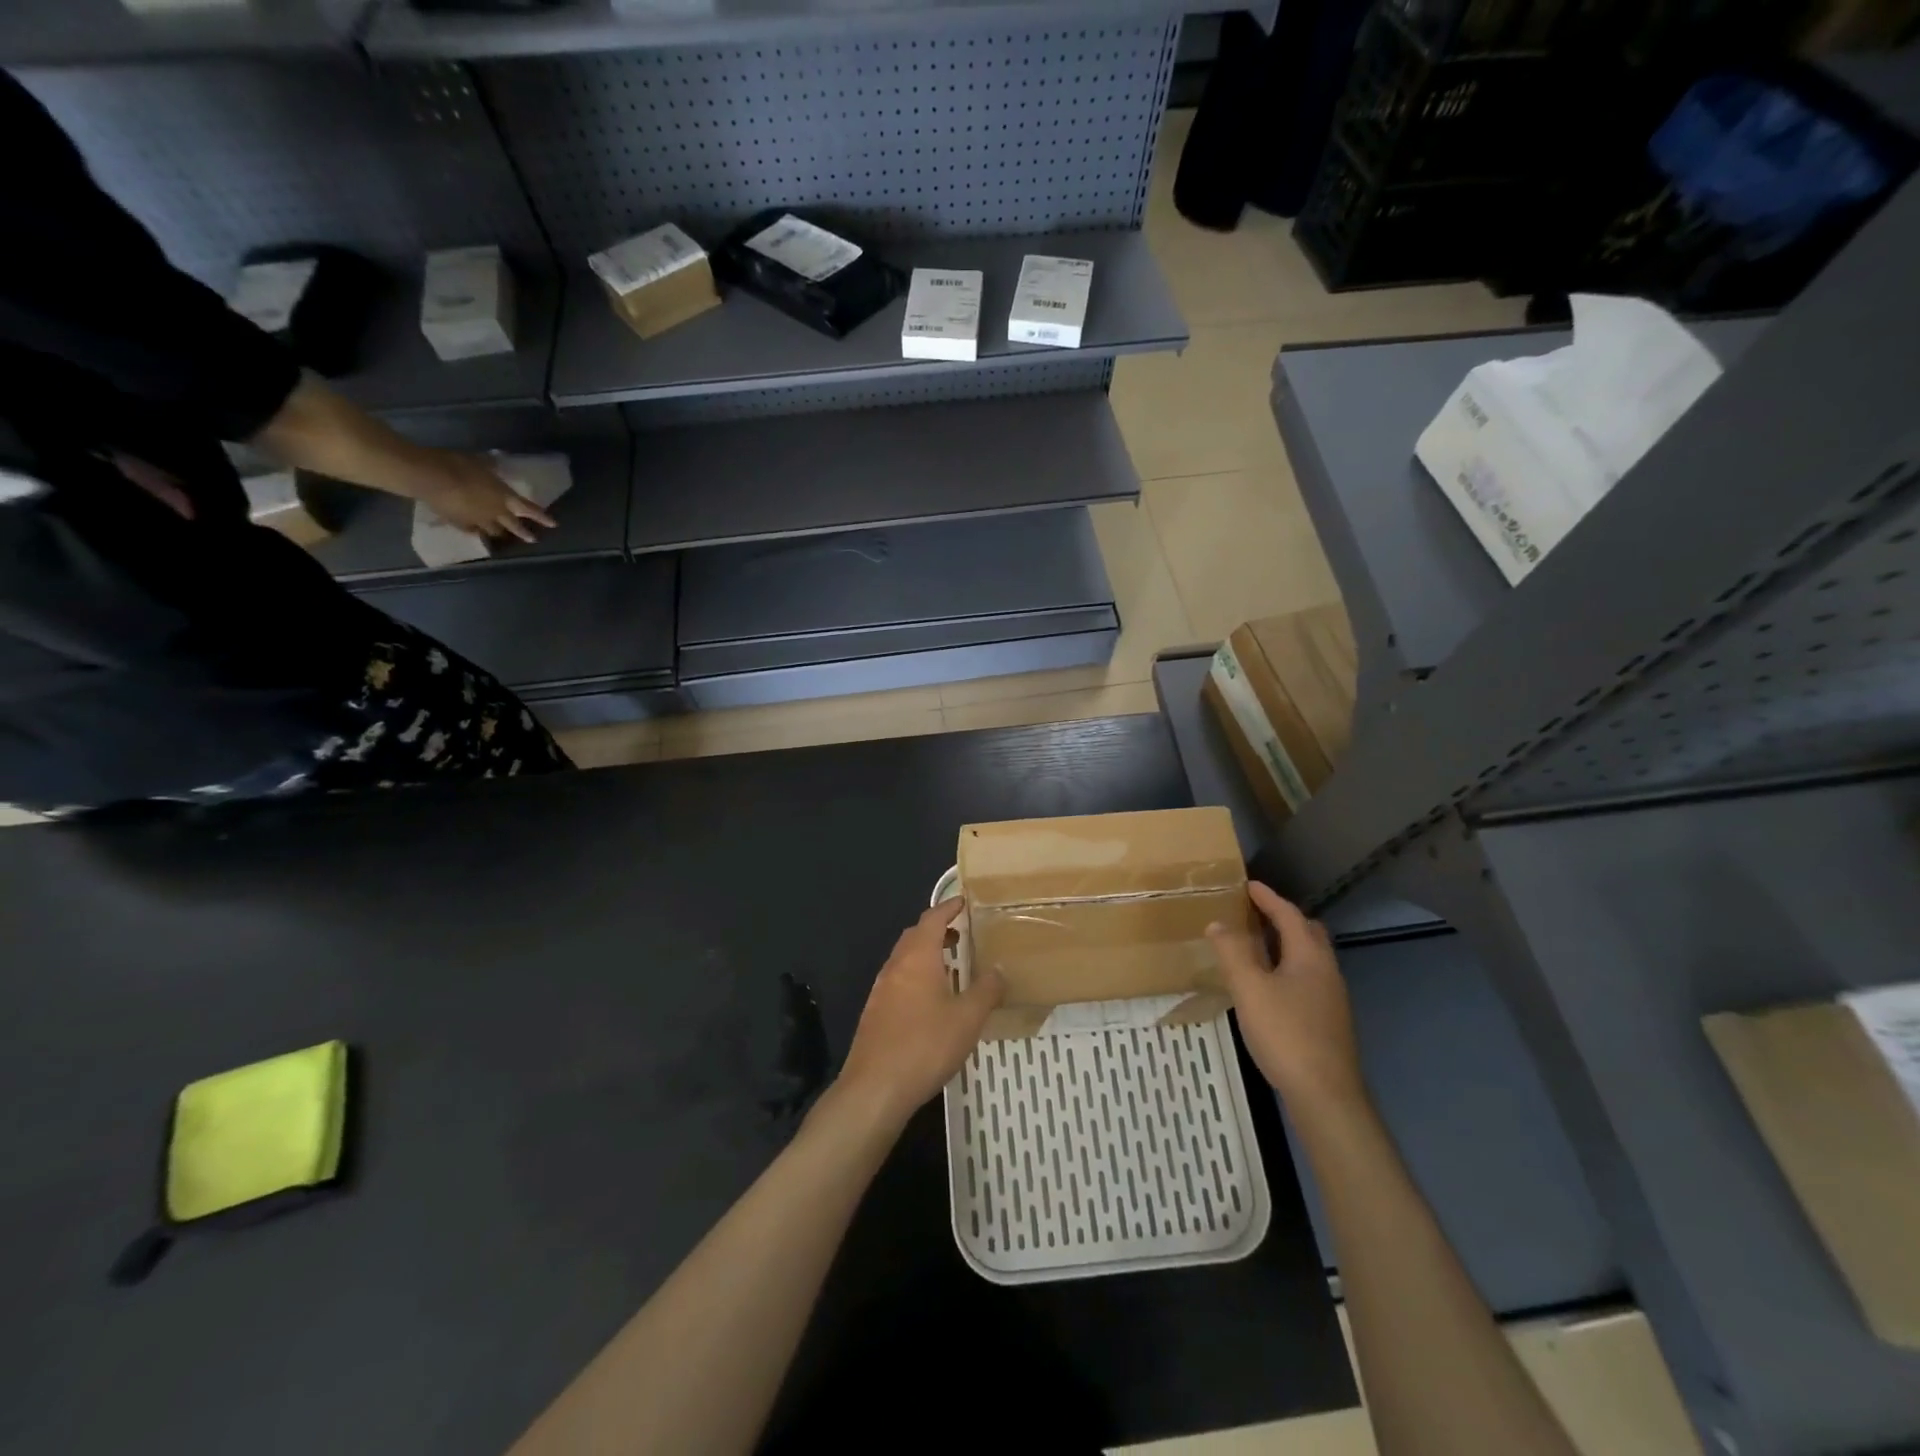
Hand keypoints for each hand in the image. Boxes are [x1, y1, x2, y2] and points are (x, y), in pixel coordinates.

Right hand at [414, 452, 554, 542]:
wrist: (430, 476)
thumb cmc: (457, 464)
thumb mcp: (478, 460)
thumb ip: (490, 464)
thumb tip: (496, 459)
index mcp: (505, 496)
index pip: (529, 509)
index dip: (542, 517)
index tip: (554, 524)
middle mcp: (496, 512)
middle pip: (514, 526)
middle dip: (524, 533)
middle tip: (533, 539)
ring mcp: (478, 520)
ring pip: (494, 532)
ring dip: (501, 533)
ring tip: (503, 537)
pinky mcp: (460, 524)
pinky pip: (472, 531)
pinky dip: (476, 533)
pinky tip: (476, 534)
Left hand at [835, 898, 1003, 1125]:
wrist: (874, 1088)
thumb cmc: (925, 1045)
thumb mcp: (967, 1019)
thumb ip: (986, 991)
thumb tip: (999, 970)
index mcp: (917, 957)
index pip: (932, 919)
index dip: (948, 907)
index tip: (963, 901)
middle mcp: (896, 966)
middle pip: (915, 936)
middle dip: (937, 929)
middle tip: (961, 932)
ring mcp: (881, 989)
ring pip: (905, 959)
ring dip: (926, 954)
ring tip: (951, 966)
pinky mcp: (875, 1013)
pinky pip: (898, 980)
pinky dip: (916, 976)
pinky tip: (931, 1000)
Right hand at [1208, 882, 1365, 1109]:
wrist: (1325, 1095)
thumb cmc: (1286, 1034)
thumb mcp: (1250, 989)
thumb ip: (1233, 953)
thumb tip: (1218, 923)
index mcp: (1310, 957)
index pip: (1289, 915)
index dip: (1268, 898)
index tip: (1248, 885)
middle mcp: (1326, 971)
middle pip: (1308, 933)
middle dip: (1283, 918)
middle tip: (1255, 913)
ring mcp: (1330, 998)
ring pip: (1308, 958)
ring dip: (1285, 944)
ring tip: (1255, 945)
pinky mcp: (1327, 1021)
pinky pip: (1306, 979)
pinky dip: (1286, 968)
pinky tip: (1268, 986)